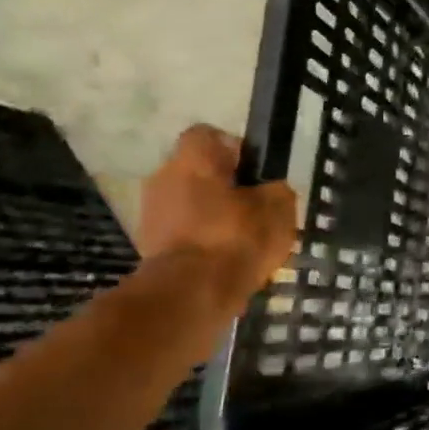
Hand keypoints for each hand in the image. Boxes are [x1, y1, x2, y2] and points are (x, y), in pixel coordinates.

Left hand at [138, 125, 297, 303]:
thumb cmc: (235, 238)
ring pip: (191, 206)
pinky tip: (228, 263)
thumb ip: (277, 191)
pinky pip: (184, 235)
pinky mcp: (150, 247)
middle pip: (198, 173)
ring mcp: (152, 214)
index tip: (255, 173)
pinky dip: (204, 244)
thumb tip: (271, 191)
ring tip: (245, 243)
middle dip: (226, 189)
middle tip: (255, 211)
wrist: (190, 294)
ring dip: (214, 219)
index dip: (236, 150)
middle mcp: (163, 177)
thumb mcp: (278, 208)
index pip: (209, 135)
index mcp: (193, 158)